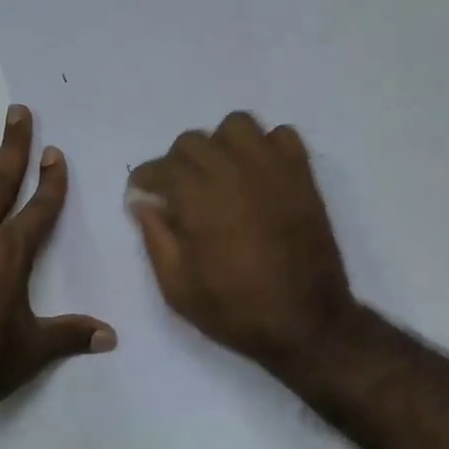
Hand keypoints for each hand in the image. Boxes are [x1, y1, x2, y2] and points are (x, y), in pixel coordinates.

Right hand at [127, 111, 355, 372]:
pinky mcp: (302, 175)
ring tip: (220, 174)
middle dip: (177, 162)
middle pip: (193, 141)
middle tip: (179, 191)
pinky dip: (265, 146)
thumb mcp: (177, 288)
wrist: (306, 323)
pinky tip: (258, 174)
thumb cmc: (236, 310)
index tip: (143, 193)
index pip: (161, 166)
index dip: (145, 178)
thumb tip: (142, 202)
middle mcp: (233, 172)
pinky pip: (282, 135)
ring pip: (237, 126)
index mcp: (199, 199)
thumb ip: (155, 238)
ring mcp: (272, 169)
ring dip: (220, 144)